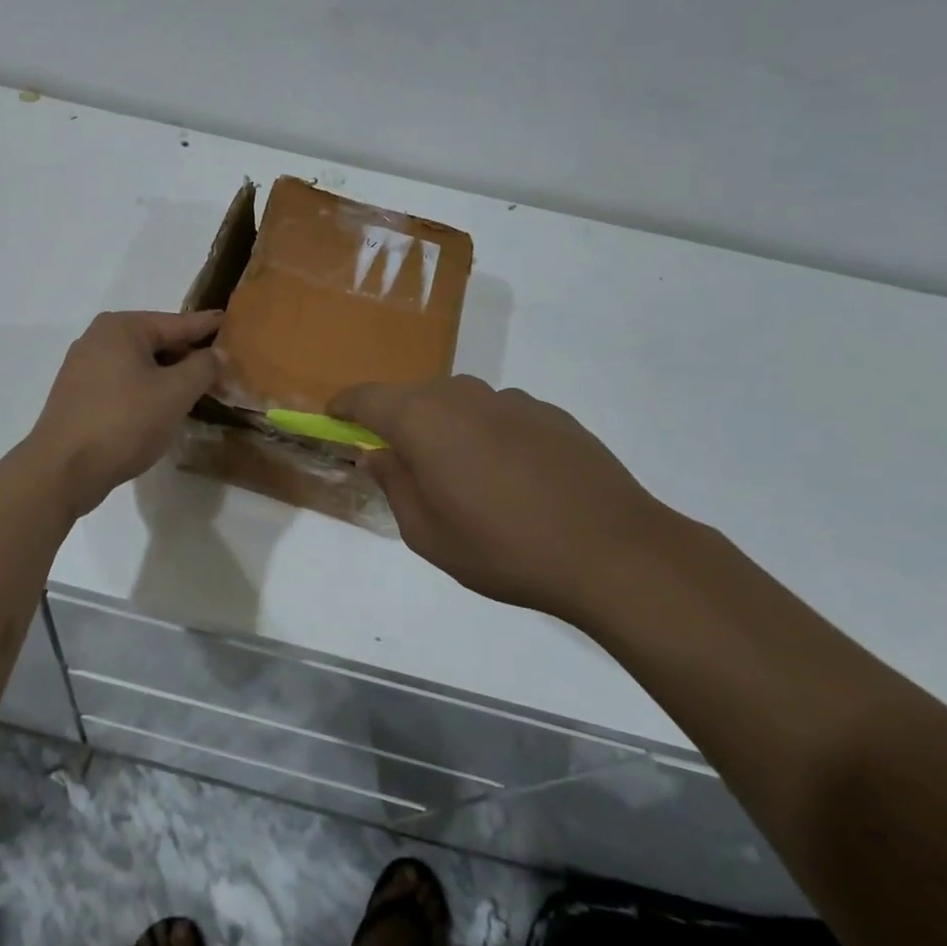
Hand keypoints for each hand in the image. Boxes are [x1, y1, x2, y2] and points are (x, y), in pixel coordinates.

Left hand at [27, 310, 223, 517]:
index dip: (208, 327)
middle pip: (158, 342)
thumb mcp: (174, 393)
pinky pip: (124, 383)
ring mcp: (84, 367)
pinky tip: (164, 408)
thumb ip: (203, 368)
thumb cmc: (124, 422)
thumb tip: (218, 353)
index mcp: (121, 327)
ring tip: (199, 390)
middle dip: (190, 358)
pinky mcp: (79, 395)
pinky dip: (147, 391)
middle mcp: (99, 338)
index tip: (231, 321)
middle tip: (224, 370)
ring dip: (169, 377)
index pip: (177, 323)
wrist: (63, 470)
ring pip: (140, 365)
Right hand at [332, 375, 687, 617]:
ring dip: (445, 427)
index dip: (344, 406)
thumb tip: (376, 454)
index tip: (334, 419)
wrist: (612, 550)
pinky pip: (498, 414)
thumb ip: (393, 485)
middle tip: (402, 464)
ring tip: (462, 475)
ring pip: (458, 403)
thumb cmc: (503, 548)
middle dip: (397, 422)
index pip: (366, 397)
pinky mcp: (549, 412)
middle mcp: (461, 395)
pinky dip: (487, 433)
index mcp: (422, 419)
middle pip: (412, 396)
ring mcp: (509, 399)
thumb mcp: (428, 534)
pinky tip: (511, 476)